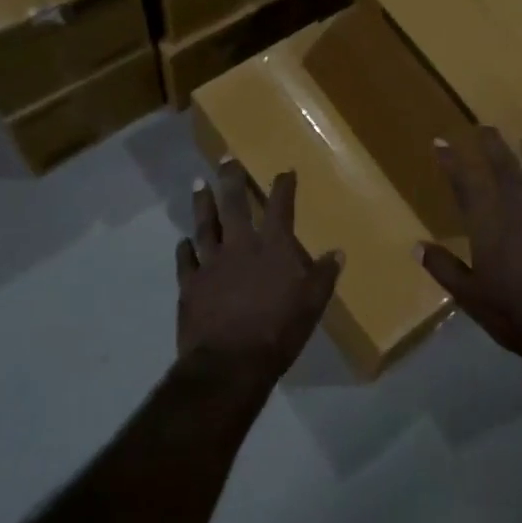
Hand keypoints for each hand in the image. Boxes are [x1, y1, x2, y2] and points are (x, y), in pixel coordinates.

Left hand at [176, 159, 342, 383]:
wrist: (230, 362)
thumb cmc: (278, 331)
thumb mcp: (312, 305)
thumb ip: (324, 276)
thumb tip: (337, 252)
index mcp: (273, 248)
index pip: (279, 207)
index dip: (283, 187)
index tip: (284, 171)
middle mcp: (240, 246)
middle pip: (234, 205)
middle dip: (231, 180)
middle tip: (225, 160)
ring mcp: (211, 263)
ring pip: (205, 225)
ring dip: (202, 203)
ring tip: (199, 184)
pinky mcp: (190, 285)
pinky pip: (185, 260)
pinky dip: (185, 248)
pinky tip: (183, 240)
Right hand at [419, 127, 521, 358]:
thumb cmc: (511, 312)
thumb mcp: (469, 295)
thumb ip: (443, 267)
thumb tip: (417, 246)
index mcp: (489, 226)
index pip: (465, 186)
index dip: (451, 162)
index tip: (440, 141)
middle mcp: (519, 213)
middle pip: (505, 172)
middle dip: (493, 147)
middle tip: (486, 126)